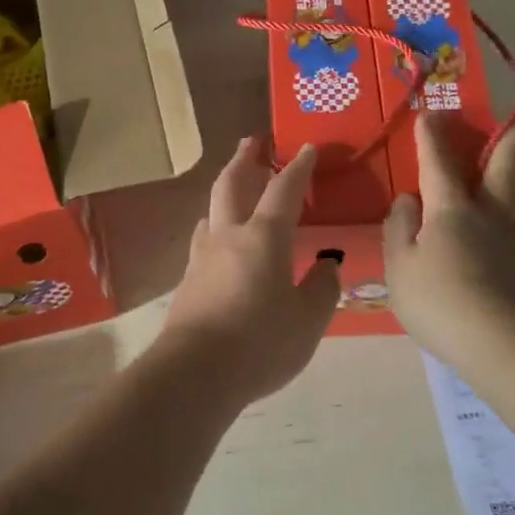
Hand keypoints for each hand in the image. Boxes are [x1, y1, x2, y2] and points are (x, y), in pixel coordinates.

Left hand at [157, 137, 339, 403]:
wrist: (194, 372)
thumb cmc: (260, 343)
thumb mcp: (308, 321)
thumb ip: (322, 288)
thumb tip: (327, 264)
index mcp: (264, 237)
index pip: (284, 190)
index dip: (297, 168)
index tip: (306, 149)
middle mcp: (229, 236)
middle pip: (232, 185)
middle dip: (244, 159)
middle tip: (251, 141)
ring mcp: (202, 257)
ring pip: (211, 210)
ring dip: (225, 191)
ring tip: (234, 189)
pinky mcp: (187, 280)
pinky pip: (203, 238)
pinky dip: (215, 225)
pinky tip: (219, 240)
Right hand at [383, 113, 514, 366]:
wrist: (499, 343)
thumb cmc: (439, 304)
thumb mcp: (399, 267)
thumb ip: (399, 229)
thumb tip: (408, 199)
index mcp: (451, 213)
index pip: (438, 167)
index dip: (433, 139)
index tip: (431, 113)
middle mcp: (492, 216)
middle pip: (506, 168)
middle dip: (512, 135)